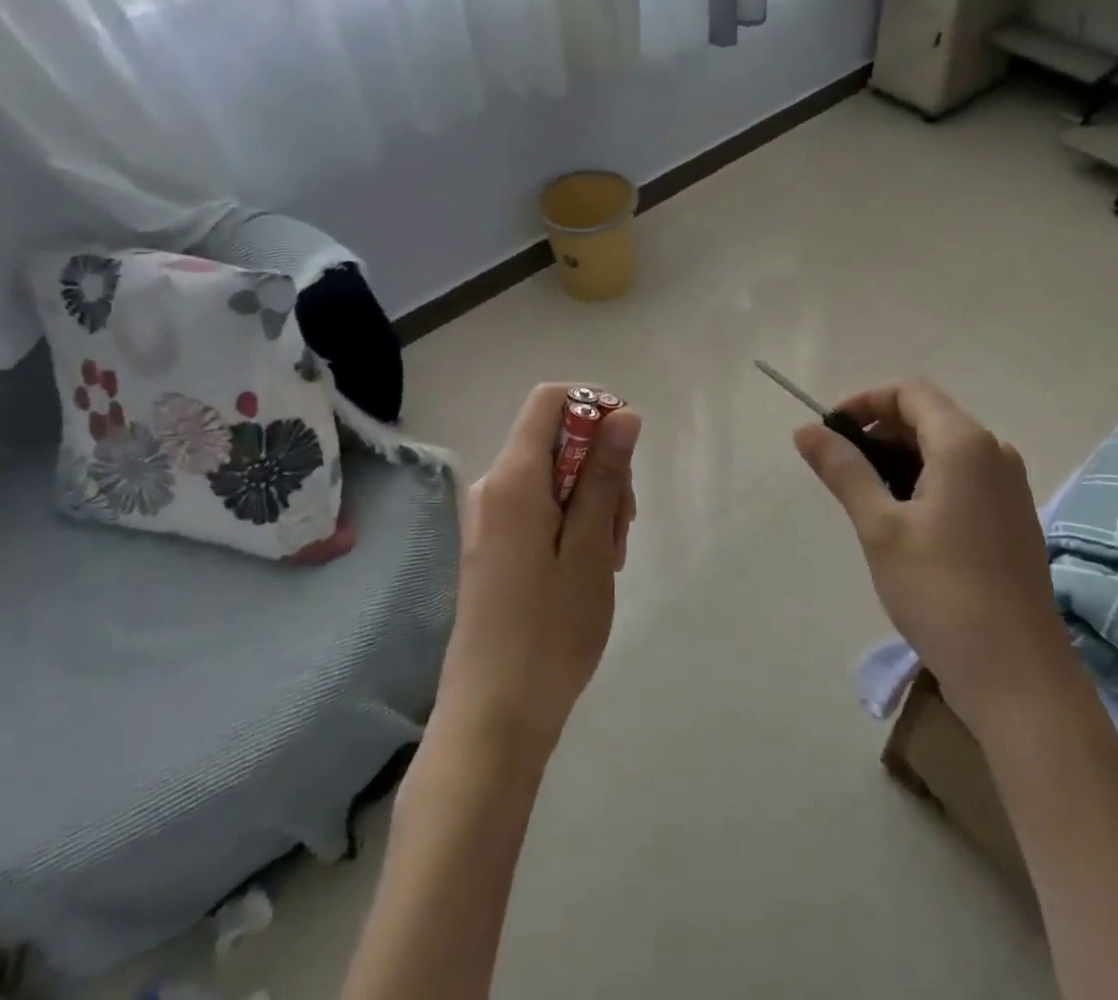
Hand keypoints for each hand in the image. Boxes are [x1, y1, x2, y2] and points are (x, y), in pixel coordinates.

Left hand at [437, 384, 640, 763]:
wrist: (493, 717)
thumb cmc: (549, 631)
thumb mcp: (590, 547)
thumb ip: (604, 474)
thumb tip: (623, 414)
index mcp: (513, 479)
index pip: (550, 400)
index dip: (593, 406)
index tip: (627, 448)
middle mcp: (494, 487)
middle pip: (556, 440)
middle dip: (601, 465)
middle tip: (624, 524)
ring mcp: (490, 517)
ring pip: (554, 476)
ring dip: (592, 499)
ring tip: (610, 555)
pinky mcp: (494, 545)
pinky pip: (540, 507)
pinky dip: (573, 521)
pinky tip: (589, 565)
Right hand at [794, 379, 1072, 720]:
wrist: (1017, 676)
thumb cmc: (942, 592)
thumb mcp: (880, 527)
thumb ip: (844, 470)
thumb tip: (805, 429)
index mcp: (966, 444)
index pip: (910, 392)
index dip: (865, 402)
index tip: (830, 433)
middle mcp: (995, 453)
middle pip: (929, 416)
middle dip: (879, 431)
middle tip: (840, 469)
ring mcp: (1009, 487)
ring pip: (945, 449)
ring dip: (900, 458)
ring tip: (865, 499)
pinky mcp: (1012, 518)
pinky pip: (963, 477)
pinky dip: (926, 481)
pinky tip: (903, 521)